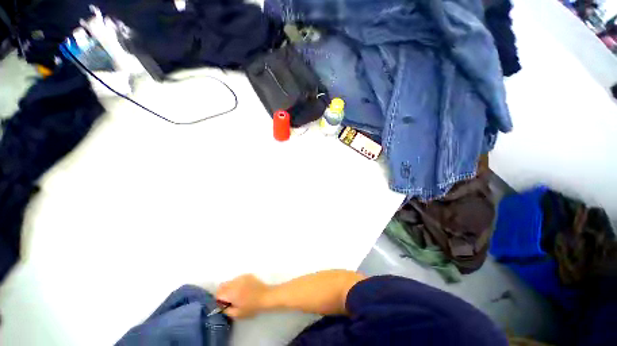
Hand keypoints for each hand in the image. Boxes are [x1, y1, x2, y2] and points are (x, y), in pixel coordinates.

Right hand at [215, 274, 271, 318]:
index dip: (218, 300)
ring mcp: (241, 277)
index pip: (218, 293)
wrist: (265, 296)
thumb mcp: (237, 314)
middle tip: (229, 300)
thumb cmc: (251, 307)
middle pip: (222, 286)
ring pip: (230, 281)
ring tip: (237, 294)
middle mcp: (234, 283)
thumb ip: (226, 310)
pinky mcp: (247, 275)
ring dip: (230, 287)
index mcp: (230, 292)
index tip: (223, 304)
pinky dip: (237, 283)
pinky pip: (238, 279)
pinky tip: (244, 289)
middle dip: (223, 292)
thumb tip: (221, 307)